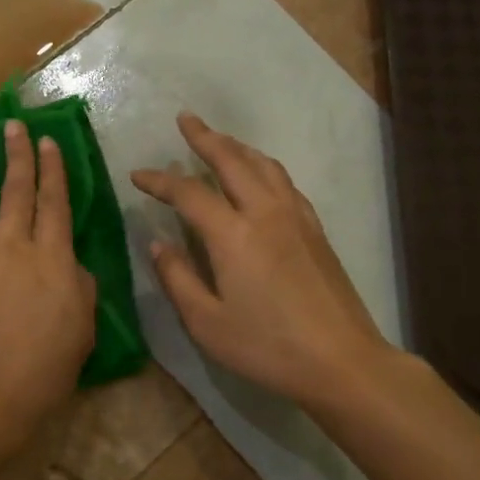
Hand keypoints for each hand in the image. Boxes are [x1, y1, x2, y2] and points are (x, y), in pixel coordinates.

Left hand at [0, 120, 96, 448]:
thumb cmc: (42, 371)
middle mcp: (13, 245)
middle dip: (18, 155)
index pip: (55, 203)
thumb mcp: (81, 330)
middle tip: (15, 126)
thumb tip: (69, 265)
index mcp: (54, 259)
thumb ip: (79, 288)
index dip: (53, 170)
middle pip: (17, 191)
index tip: (47, 142)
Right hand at [132, 113, 391, 408]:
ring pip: (264, 165)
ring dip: (237, 146)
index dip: (160, 180)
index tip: (138, 175)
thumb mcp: (207, 323)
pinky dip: (264, 167)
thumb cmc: (267, 347)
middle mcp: (265, 213)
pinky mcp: (315, 229)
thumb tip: (158, 244)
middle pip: (232, 161)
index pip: (188, 193)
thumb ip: (178, 279)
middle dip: (205, 137)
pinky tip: (260, 176)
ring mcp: (296, 218)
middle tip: (185, 120)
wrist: (341, 360)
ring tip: (219, 139)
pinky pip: (285, 182)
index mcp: (233, 235)